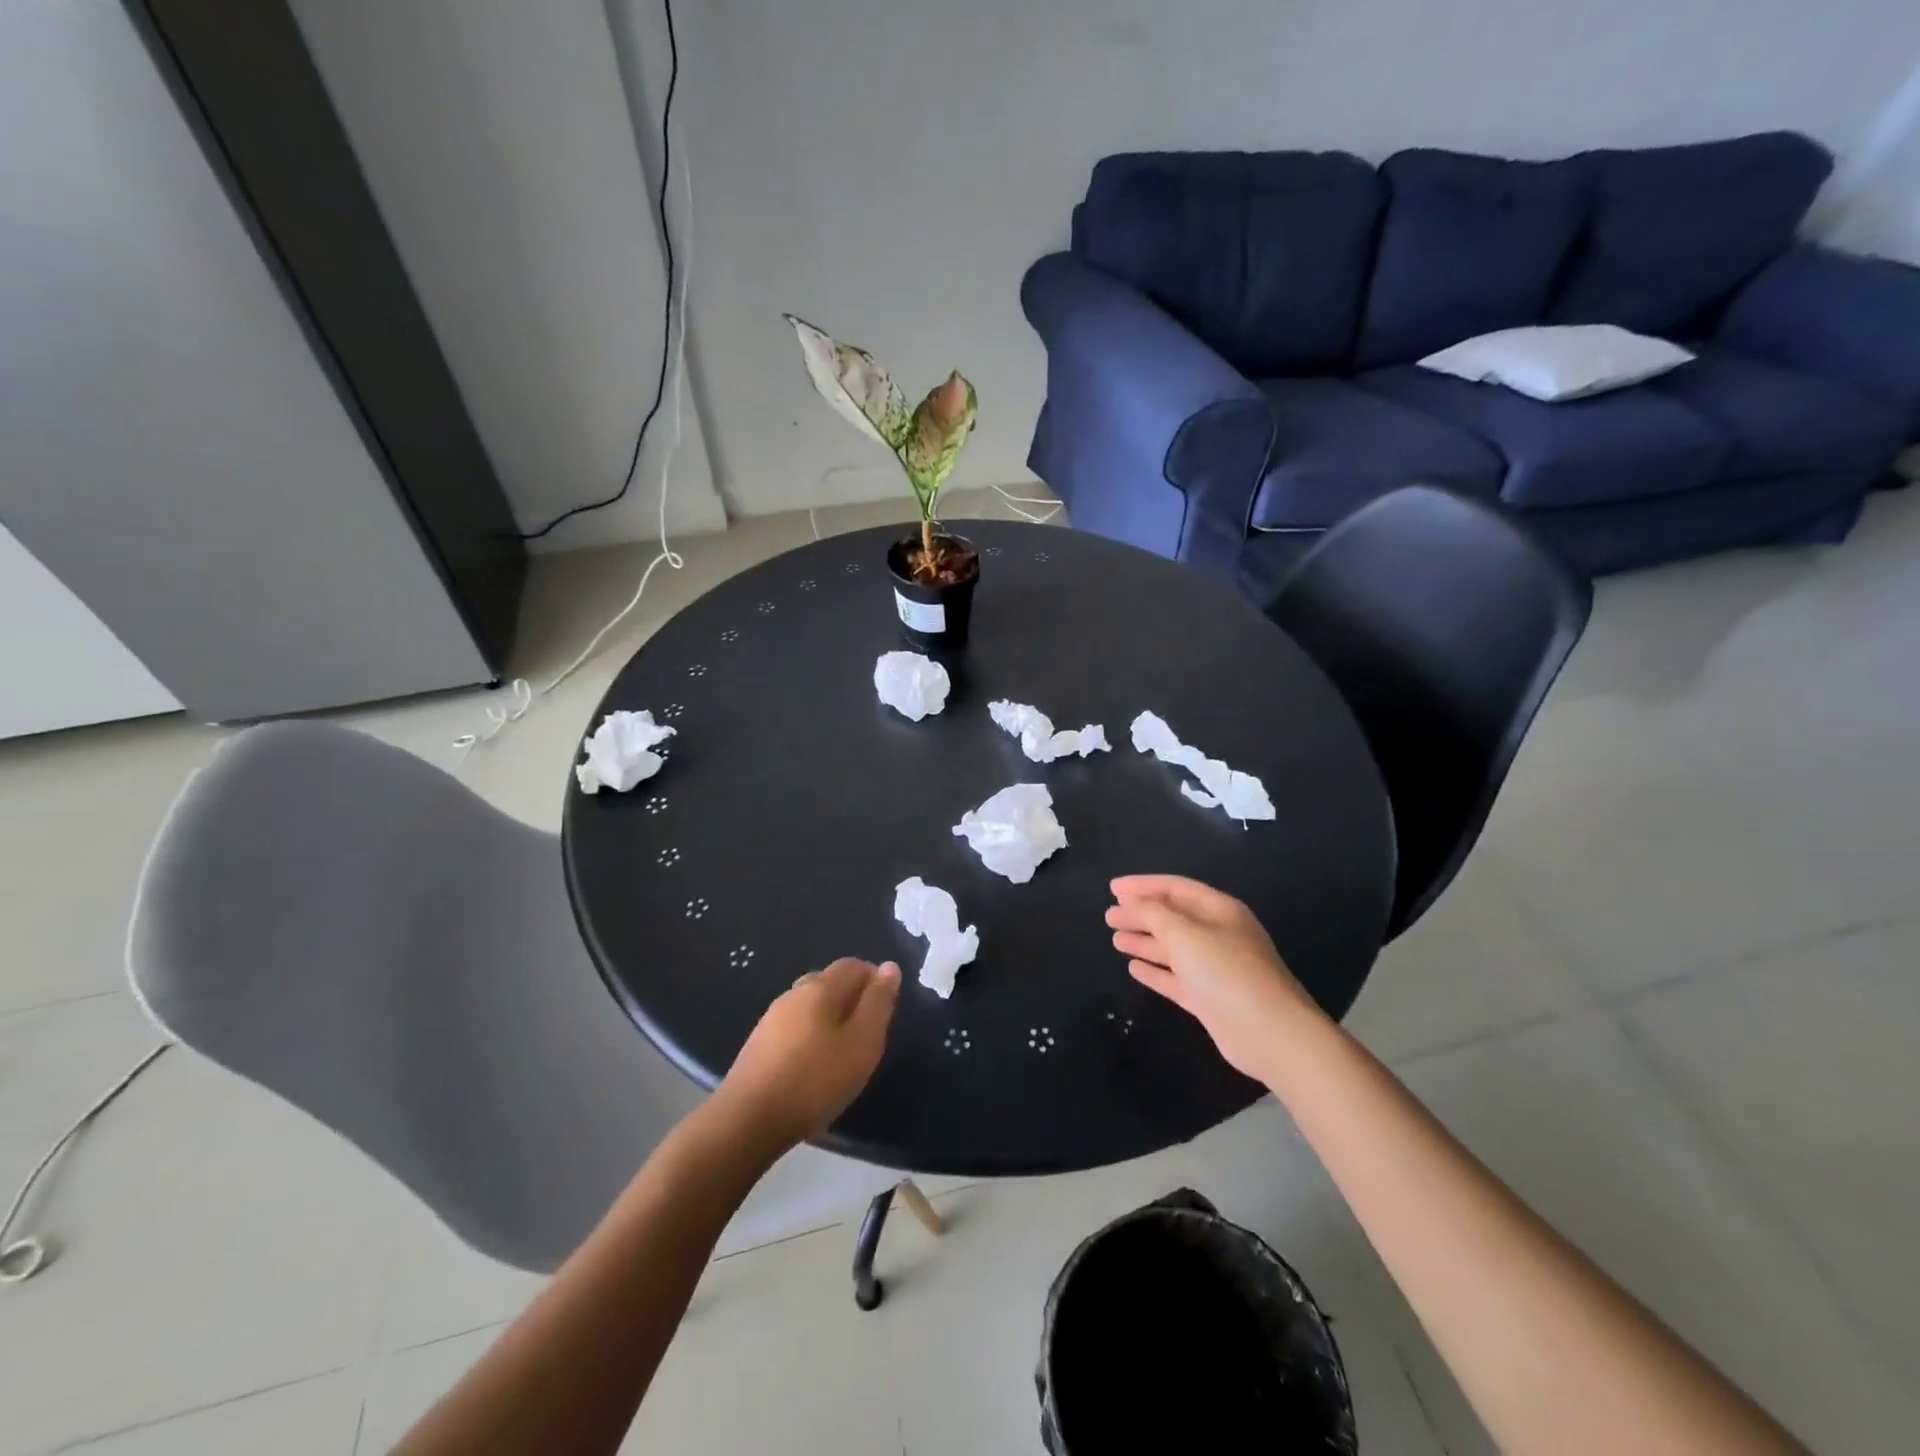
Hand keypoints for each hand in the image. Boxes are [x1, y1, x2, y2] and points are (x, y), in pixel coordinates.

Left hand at [716, 958, 900, 1151]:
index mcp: (820, 987)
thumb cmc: (814, 1080)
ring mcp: (771, 1019)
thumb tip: (888, 967)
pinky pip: (794, 1028)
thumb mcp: (862, 1043)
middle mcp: (793, 994)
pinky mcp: (758, 1045)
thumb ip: (878, 1003)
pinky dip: (811, 1036)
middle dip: (853, 999)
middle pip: (829, 982)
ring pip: (810, 1006)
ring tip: (843, 1052)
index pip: (853, 965)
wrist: (747, 1121)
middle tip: (868, 1034)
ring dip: (831, 1019)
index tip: (886, 1009)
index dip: (874, 979)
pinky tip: (813, 1066)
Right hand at [1106, 875, 1327, 1079]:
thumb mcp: (1185, 934)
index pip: (1175, 888)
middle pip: (1173, 917)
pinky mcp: (1210, 999)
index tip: (1112, 888)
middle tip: (1109, 916)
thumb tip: (1133, 903)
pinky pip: (1176, 978)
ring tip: (1114, 939)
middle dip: (1140, 914)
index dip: (1142, 885)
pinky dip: (1155, 971)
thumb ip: (1154, 914)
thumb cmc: (1227, 972)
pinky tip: (1134, 968)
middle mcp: (1218, 935)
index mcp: (1219, 910)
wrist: (1270, 1033)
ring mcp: (1215, 969)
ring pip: (1173, 948)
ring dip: (1144, 941)